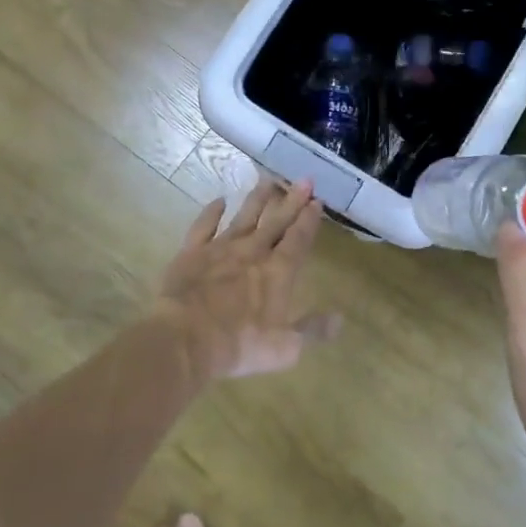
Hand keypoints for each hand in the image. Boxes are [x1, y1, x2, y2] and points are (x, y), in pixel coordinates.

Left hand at [154, 179, 339, 381]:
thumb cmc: (240, 344)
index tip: (317, 200)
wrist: (186, 338)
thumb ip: (313, 329)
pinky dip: (212, 212)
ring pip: (244, 216)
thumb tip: (340, 319)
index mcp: (278, 272)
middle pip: (276, 221)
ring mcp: (221, 248)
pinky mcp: (192, 252)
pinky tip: (219, 200)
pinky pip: (204, 226)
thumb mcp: (286, 347)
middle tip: (304, 179)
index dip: (309, 219)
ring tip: (268, 179)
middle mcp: (253, 252)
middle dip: (292, 200)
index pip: (298, 239)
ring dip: (258, 198)